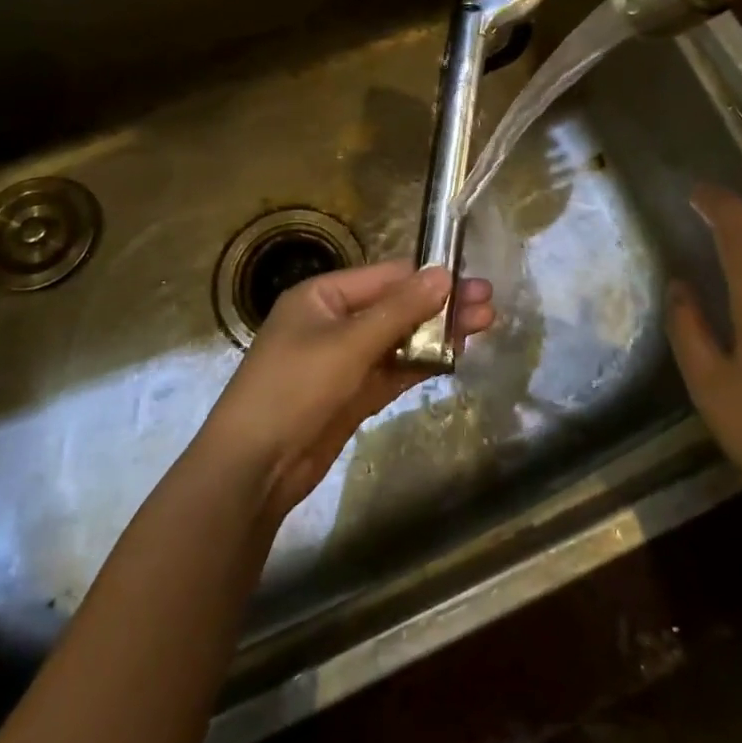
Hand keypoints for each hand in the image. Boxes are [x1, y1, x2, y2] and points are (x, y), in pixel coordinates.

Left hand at [202, 262, 494, 515]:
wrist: (252, 469)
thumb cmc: (293, 389)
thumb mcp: (348, 344)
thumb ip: (399, 310)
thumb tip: (444, 274)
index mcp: (322, 296)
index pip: (385, 277)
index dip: (428, 278)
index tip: (471, 281)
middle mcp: (334, 322)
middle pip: (395, 307)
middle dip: (440, 306)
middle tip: (489, 305)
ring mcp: (343, 360)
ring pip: (399, 340)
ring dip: (436, 335)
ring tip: (483, 326)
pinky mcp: (352, 395)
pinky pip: (393, 370)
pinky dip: (421, 364)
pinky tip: (454, 356)